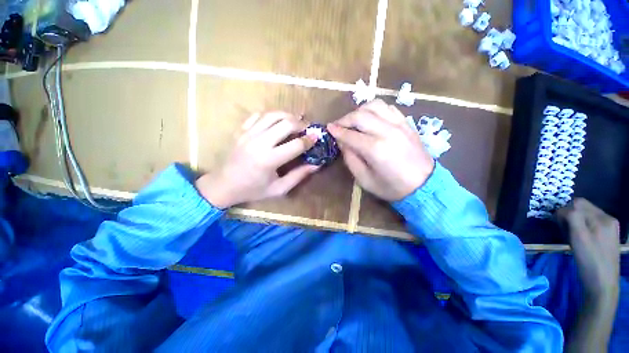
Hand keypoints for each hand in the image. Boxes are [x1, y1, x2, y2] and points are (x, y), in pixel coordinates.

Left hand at [195, 112, 319, 208]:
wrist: (224, 185)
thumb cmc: (253, 190)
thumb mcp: (279, 189)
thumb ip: (298, 176)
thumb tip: (316, 164)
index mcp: (269, 160)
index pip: (296, 145)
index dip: (309, 140)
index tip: (316, 138)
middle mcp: (259, 143)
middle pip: (286, 123)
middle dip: (301, 124)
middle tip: (307, 129)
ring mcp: (248, 134)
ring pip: (273, 115)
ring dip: (288, 116)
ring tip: (295, 122)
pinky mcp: (241, 130)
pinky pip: (258, 115)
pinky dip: (271, 116)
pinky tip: (277, 122)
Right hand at [327, 100, 434, 201]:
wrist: (424, 185)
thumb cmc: (391, 187)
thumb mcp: (364, 180)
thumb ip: (350, 159)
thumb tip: (342, 142)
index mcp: (375, 150)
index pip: (350, 134)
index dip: (337, 131)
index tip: (328, 128)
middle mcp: (387, 132)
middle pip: (360, 115)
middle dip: (345, 119)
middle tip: (338, 126)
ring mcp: (399, 125)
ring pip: (374, 105)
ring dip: (359, 111)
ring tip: (353, 121)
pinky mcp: (407, 123)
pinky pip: (388, 108)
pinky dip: (375, 109)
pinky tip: (370, 118)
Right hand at [557, 198, 620, 299]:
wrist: (602, 285)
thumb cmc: (589, 261)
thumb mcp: (578, 238)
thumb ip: (572, 217)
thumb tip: (561, 210)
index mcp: (603, 218)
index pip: (578, 203)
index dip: (563, 210)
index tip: (556, 223)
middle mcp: (608, 218)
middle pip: (583, 207)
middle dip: (570, 215)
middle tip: (563, 230)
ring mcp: (610, 228)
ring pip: (587, 215)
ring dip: (575, 221)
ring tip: (571, 236)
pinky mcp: (608, 236)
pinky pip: (592, 224)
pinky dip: (582, 227)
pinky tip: (580, 239)